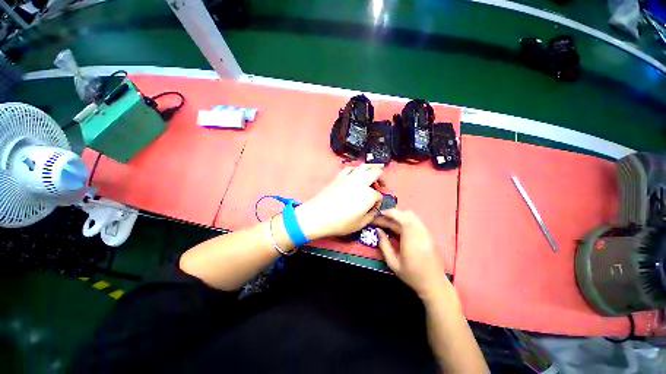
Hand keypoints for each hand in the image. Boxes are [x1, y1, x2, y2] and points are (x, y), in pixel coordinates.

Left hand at [295, 164, 383, 239]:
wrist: (317, 215)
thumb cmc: (340, 222)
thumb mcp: (360, 224)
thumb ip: (371, 215)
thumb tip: (373, 209)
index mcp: (368, 195)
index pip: (378, 195)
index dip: (378, 201)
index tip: (374, 207)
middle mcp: (361, 182)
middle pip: (376, 172)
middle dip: (382, 178)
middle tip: (381, 185)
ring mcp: (349, 177)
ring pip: (364, 166)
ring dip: (370, 170)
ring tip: (370, 177)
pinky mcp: (339, 177)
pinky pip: (350, 168)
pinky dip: (356, 170)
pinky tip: (355, 176)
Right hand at [373, 209, 450, 298]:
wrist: (434, 284)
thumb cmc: (412, 275)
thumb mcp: (393, 263)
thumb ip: (384, 245)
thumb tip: (378, 230)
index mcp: (412, 240)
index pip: (402, 218)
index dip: (391, 213)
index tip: (380, 214)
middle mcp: (421, 233)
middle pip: (407, 214)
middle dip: (393, 214)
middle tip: (382, 219)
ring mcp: (426, 233)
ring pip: (412, 216)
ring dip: (399, 216)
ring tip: (388, 223)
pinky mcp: (429, 235)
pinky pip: (416, 222)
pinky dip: (405, 220)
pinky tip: (398, 228)